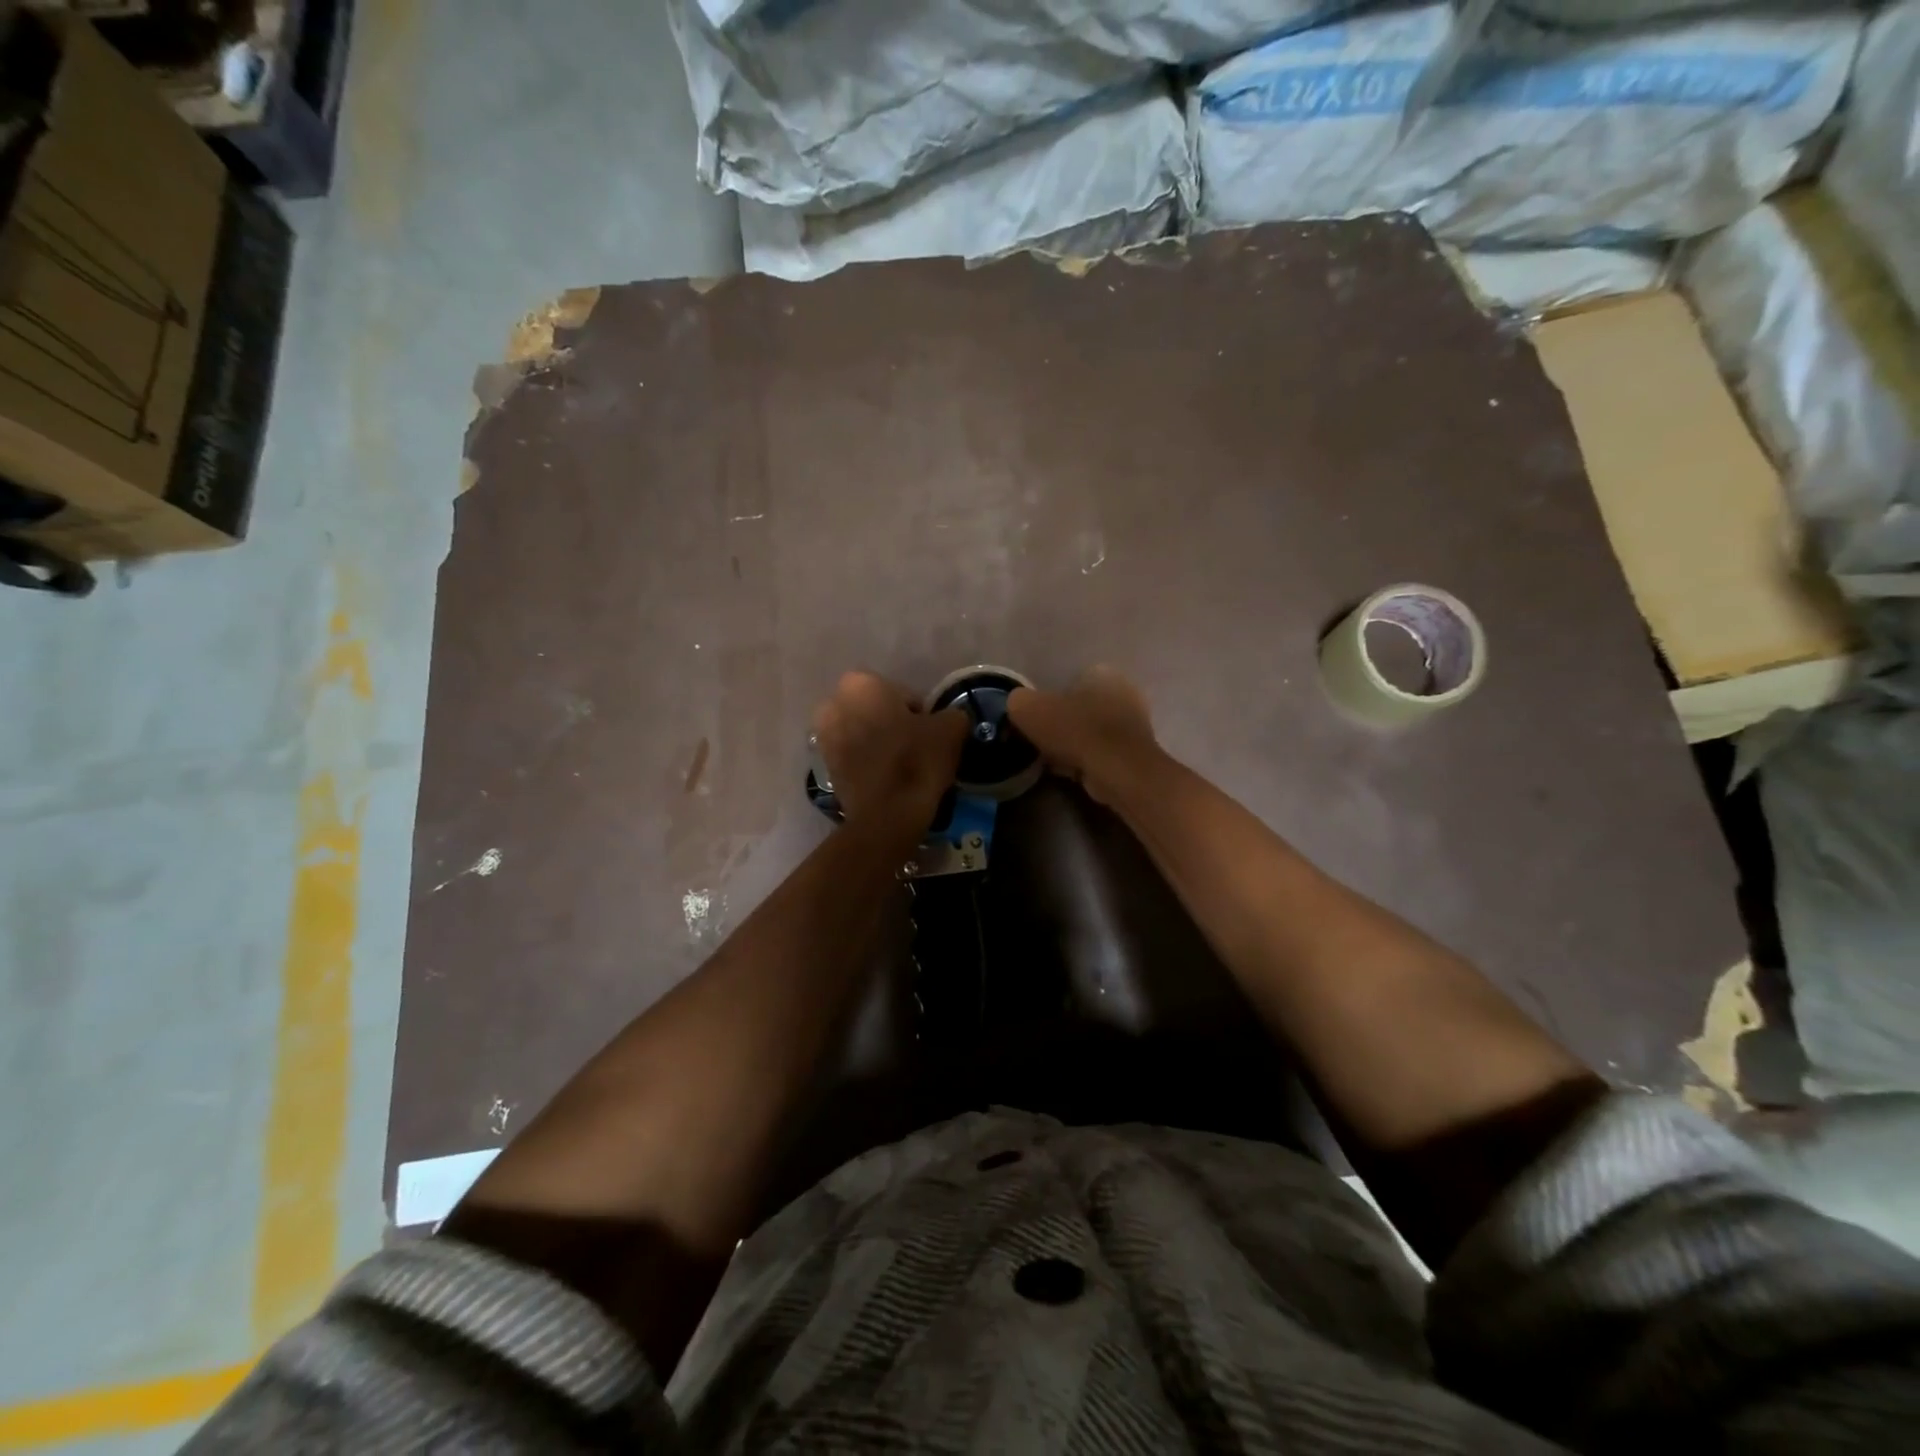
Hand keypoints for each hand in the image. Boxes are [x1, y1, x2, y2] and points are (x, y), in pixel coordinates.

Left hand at [811, 671, 967, 833]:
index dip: (921, 714)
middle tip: (917, 748)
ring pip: (864, 733)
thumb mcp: (951, 728)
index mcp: (861, 683)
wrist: (887, 815)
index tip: (931, 735)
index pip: (902, 694)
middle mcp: (833, 703)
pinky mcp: (824, 767)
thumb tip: (949, 719)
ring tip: (903, 766)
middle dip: (894, 724)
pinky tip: (888, 780)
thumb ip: (952, 714)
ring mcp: (823, 736)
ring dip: (880, 743)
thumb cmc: (917, 760)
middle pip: (877, 711)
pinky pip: (854, 757)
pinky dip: (869, 763)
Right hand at [1005, 666, 1160, 803]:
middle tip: (1039, 741)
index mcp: (1103, 673)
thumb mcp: (1028, 708)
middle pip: (1080, 708)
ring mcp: (1135, 726)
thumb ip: (1017, 701)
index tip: (1033, 720)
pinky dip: (1084, 761)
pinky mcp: (1135, 755)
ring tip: (1051, 760)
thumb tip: (1016, 706)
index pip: (1070, 680)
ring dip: (1071, 745)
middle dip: (1060, 724)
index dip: (1048, 700)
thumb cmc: (1075, 730)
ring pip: (1089, 733)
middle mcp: (1125, 693)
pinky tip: (1069, 772)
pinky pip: (1099, 754)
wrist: (1115, 771)